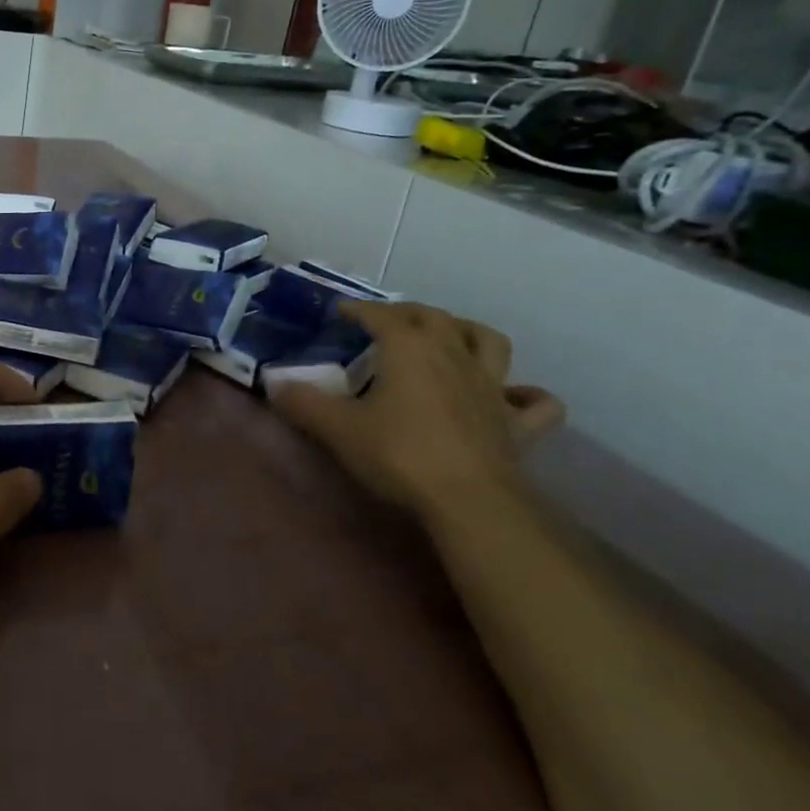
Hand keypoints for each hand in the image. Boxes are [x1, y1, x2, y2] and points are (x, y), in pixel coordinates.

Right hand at [270, 302, 563, 522]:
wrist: (468, 501)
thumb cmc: (398, 454)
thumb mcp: (337, 428)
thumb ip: (303, 403)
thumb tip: (274, 384)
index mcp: (410, 349)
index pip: (381, 315)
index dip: (359, 309)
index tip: (340, 311)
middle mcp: (454, 355)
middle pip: (435, 317)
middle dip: (408, 313)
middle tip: (388, 321)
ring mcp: (492, 388)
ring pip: (490, 342)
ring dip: (469, 333)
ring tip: (452, 338)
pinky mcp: (517, 424)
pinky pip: (535, 403)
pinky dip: (526, 395)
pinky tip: (512, 397)